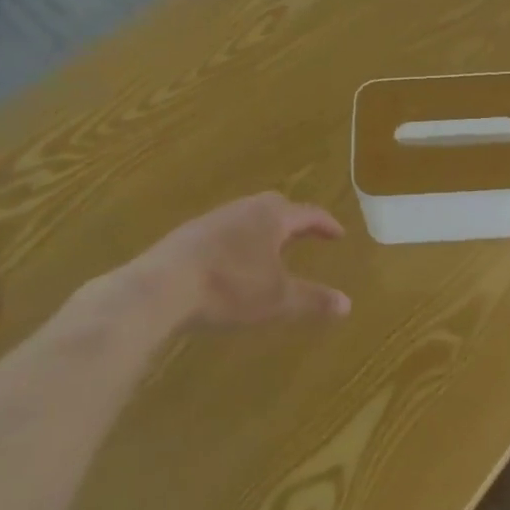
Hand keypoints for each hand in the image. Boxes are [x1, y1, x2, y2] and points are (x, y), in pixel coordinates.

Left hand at [126, 193, 352, 328]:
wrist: (162, 286)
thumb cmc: (229, 287)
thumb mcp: (277, 299)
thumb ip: (313, 299)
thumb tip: (347, 303)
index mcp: (272, 217)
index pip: (307, 213)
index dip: (325, 224)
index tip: (339, 234)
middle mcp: (245, 208)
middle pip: (277, 206)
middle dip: (294, 220)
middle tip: (306, 234)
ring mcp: (215, 218)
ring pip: (249, 217)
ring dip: (264, 230)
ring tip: (271, 249)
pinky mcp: (190, 234)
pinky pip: (226, 230)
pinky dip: (240, 241)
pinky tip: (233, 262)